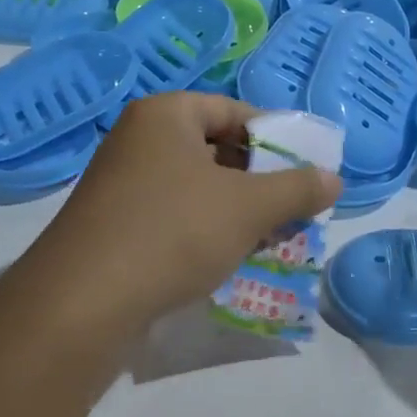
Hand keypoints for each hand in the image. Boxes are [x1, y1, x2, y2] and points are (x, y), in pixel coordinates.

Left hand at [24, 92, 340, 338]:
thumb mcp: (249, 207)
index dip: (276, 137)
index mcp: (166, 115)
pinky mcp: (115, 224)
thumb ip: (298, 189)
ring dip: (237, 208)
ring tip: (271, 235)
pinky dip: (206, 229)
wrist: (81, 305)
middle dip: (260, 179)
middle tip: (293, 206)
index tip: (306, 168)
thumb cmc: (173, 232)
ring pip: (198, 186)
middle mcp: (139, 139)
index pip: (235, 110)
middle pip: (217, 148)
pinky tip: (229, 257)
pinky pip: (174, 214)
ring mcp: (122, 183)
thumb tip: (334, 179)